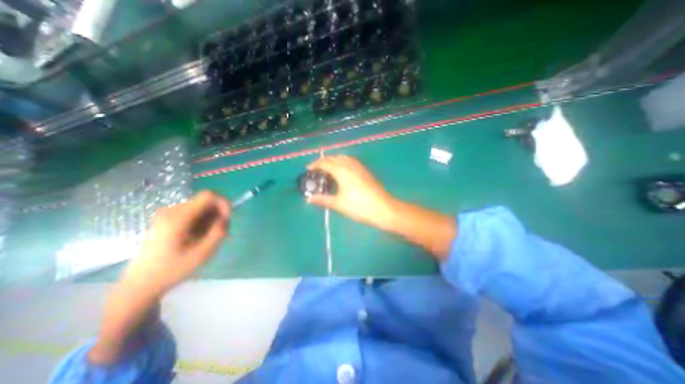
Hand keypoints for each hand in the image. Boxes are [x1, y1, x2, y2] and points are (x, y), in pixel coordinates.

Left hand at [121, 190, 230, 294]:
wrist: (141, 283)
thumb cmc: (173, 269)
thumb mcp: (203, 253)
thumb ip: (218, 232)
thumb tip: (224, 218)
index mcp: (179, 217)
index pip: (208, 195)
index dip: (223, 203)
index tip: (226, 219)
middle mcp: (172, 210)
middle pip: (206, 201)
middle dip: (217, 214)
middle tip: (218, 233)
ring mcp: (168, 214)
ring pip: (201, 207)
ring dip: (210, 219)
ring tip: (207, 238)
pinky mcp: (167, 219)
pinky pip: (193, 213)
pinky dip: (202, 222)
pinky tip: (197, 237)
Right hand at [307, 154, 399, 228]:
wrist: (383, 208)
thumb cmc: (359, 207)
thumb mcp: (339, 204)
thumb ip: (323, 200)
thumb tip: (309, 199)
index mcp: (342, 171)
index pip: (325, 163)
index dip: (315, 164)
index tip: (308, 169)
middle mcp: (350, 165)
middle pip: (334, 157)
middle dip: (323, 161)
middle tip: (316, 170)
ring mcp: (359, 167)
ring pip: (343, 157)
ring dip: (333, 160)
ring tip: (328, 169)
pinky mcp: (365, 171)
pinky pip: (350, 161)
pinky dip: (342, 162)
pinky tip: (342, 171)